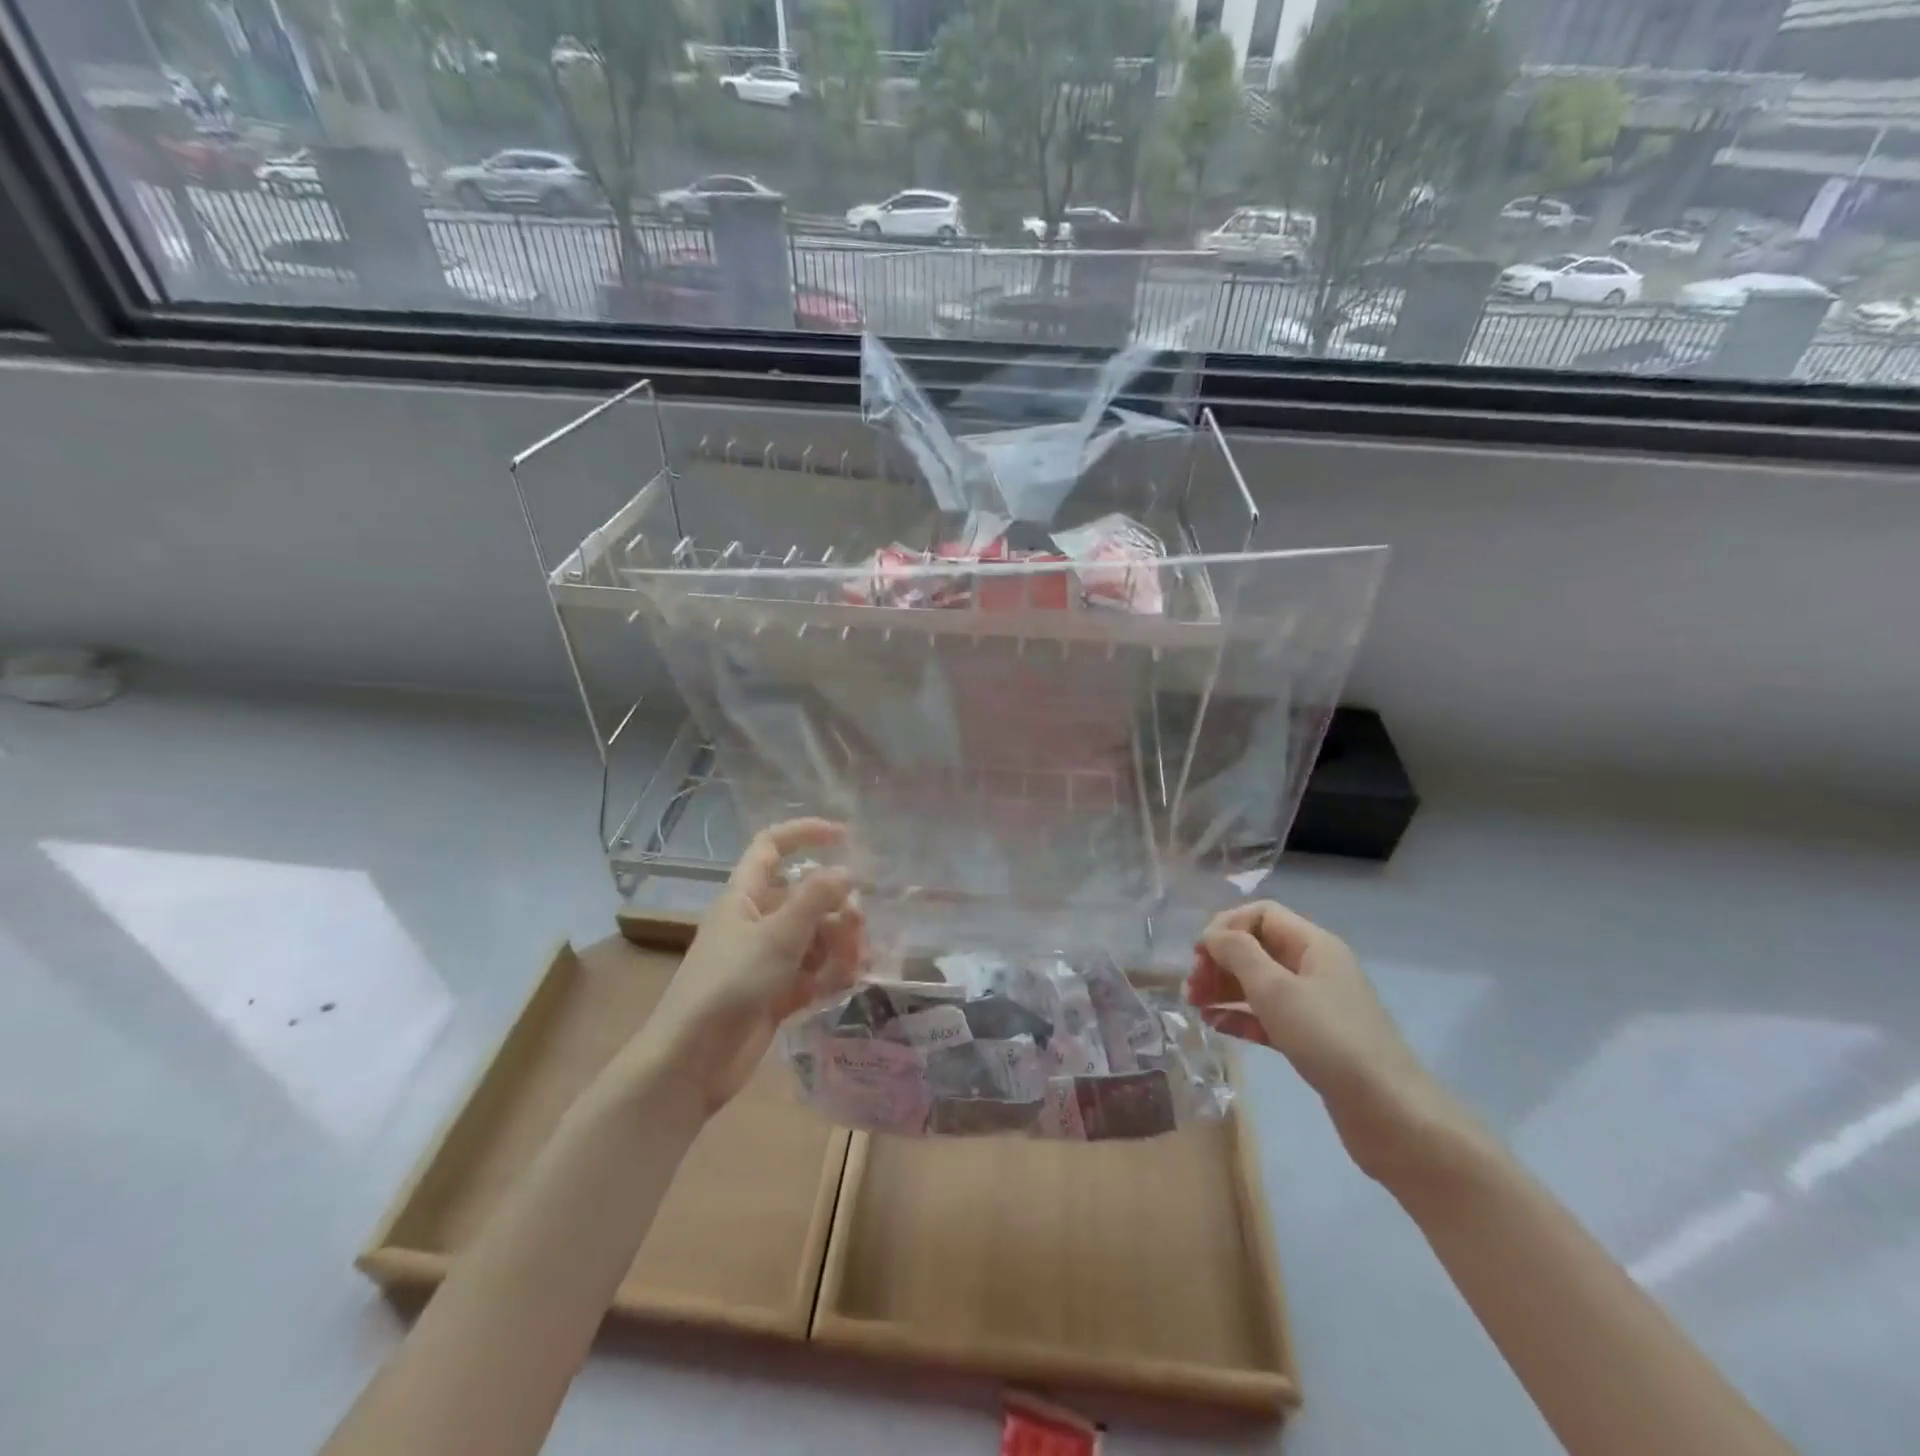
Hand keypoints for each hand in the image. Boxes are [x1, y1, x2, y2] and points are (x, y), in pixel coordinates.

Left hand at [624, 819, 864, 1115]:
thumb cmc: (729, 986)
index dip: (805, 834)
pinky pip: (812, 973)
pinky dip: (832, 974)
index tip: (845, 836)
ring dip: (840, 944)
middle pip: (804, 898)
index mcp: (744, 897)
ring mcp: (766, 960)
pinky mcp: (775, 994)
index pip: (772, 847)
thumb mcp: (776, 937)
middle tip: (859, 925)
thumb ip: (814, 899)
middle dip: (836, 906)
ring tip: (858, 962)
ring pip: (813, 937)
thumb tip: (845, 870)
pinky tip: (851, 981)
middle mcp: (755, 922)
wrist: (691, 1063)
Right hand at [1189, 901, 1467, 1183]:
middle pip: (1258, 948)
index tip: (1199, 954)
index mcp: (1313, 945)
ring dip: (1224, 988)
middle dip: (1220, 960)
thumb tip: (1212, 935)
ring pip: (1259, 983)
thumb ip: (1238, 953)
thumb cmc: (1329, 1039)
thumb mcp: (1276, 989)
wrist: (1390, 1114)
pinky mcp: (1312, 1040)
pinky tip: (1215, 1026)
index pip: (1261, 914)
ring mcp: (1315, 1005)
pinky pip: (1268, 1016)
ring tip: (1194, 1005)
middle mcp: (1315, 968)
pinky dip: (1240, 1017)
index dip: (1226, 926)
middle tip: (1191, 986)